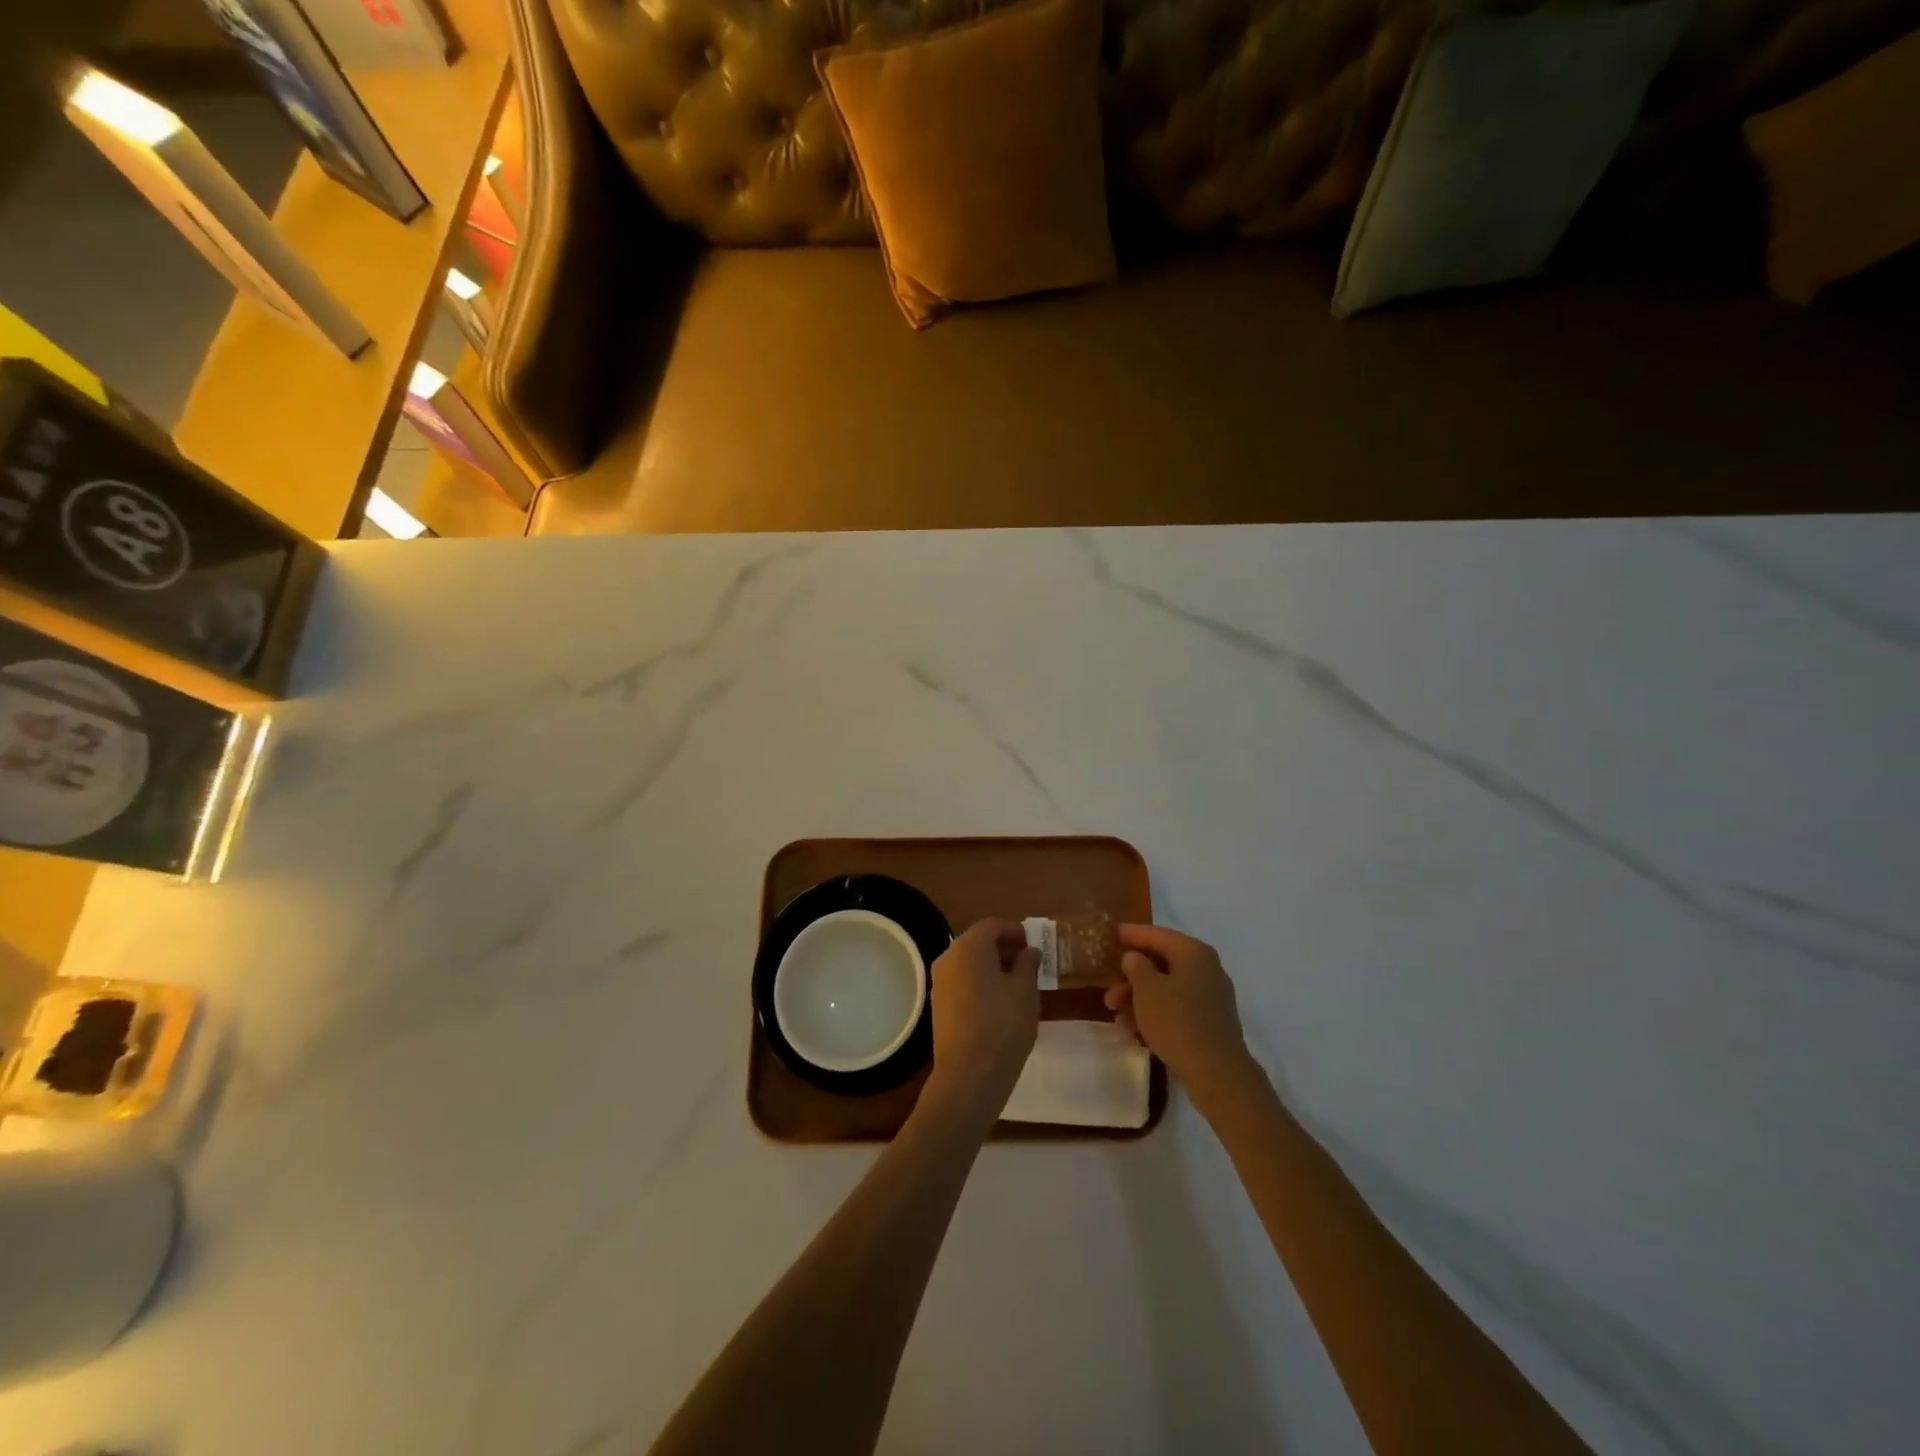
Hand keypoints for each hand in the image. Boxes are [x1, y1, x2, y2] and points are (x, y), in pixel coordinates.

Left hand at [924, 919, 1039, 1122]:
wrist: (969, 1075)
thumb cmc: (1003, 1025)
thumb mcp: (1026, 990)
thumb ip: (1028, 964)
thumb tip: (1028, 952)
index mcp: (969, 947)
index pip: (993, 925)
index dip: (1015, 931)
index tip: (1033, 947)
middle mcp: (948, 958)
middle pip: (978, 942)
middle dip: (1004, 949)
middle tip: (1029, 966)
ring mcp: (939, 983)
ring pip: (969, 964)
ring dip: (993, 968)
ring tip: (1018, 987)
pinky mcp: (939, 1005)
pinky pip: (962, 983)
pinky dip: (980, 984)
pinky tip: (999, 1005)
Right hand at [1105, 925, 1258, 1105]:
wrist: (1217, 1072)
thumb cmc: (1177, 1021)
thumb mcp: (1146, 989)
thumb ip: (1136, 966)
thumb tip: (1135, 957)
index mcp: (1193, 952)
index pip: (1156, 934)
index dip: (1131, 934)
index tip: (1110, 933)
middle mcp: (1206, 968)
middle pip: (1161, 963)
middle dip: (1131, 977)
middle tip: (1107, 989)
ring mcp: (1210, 995)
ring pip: (1167, 988)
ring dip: (1139, 999)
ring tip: (1117, 1017)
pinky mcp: (1210, 1021)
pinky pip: (1177, 1007)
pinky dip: (1155, 1013)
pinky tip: (1134, 1031)